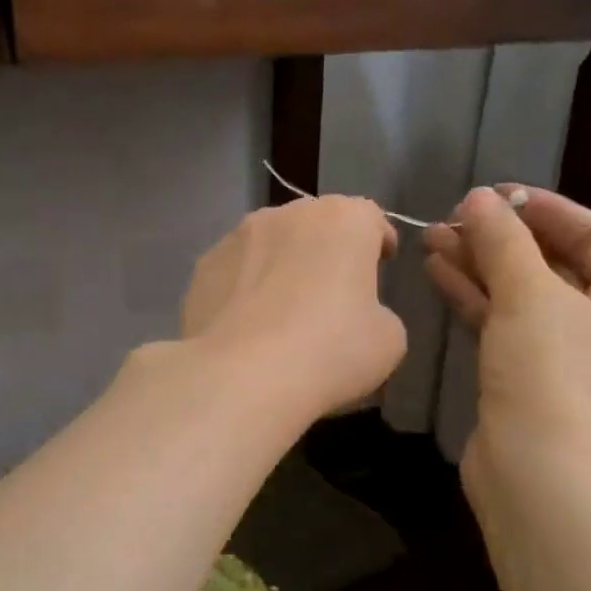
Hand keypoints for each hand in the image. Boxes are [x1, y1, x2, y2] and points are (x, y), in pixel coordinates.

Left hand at [181, 196, 405, 420]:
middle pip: (315, 225)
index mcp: (343, 220)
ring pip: (269, 244)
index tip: (380, 265)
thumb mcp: (388, 341)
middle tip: (332, 291)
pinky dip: (244, 289)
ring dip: (280, 265)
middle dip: (326, 250)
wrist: (240, 377)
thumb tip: (359, 316)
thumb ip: (378, 314)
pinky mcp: (202, 267)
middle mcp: (287, 213)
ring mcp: (237, 237)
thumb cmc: (329, 351)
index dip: (377, 242)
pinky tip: (245, 325)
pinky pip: (234, 272)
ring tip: (281, 308)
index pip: (369, 218)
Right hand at [423, 186, 590, 479]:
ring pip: (528, 296)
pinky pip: (513, 325)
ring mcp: (582, 356)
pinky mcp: (541, 379)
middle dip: (501, 241)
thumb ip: (504, 241)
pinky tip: (439, 272)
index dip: (541, 209)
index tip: (492, 193)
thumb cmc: (554, 375)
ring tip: (434, 239)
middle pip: (558, 265)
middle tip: (453, 217)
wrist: (539, 477)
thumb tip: (478, 199)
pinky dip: (480, 300)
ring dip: (482, 268)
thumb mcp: (529, 296)